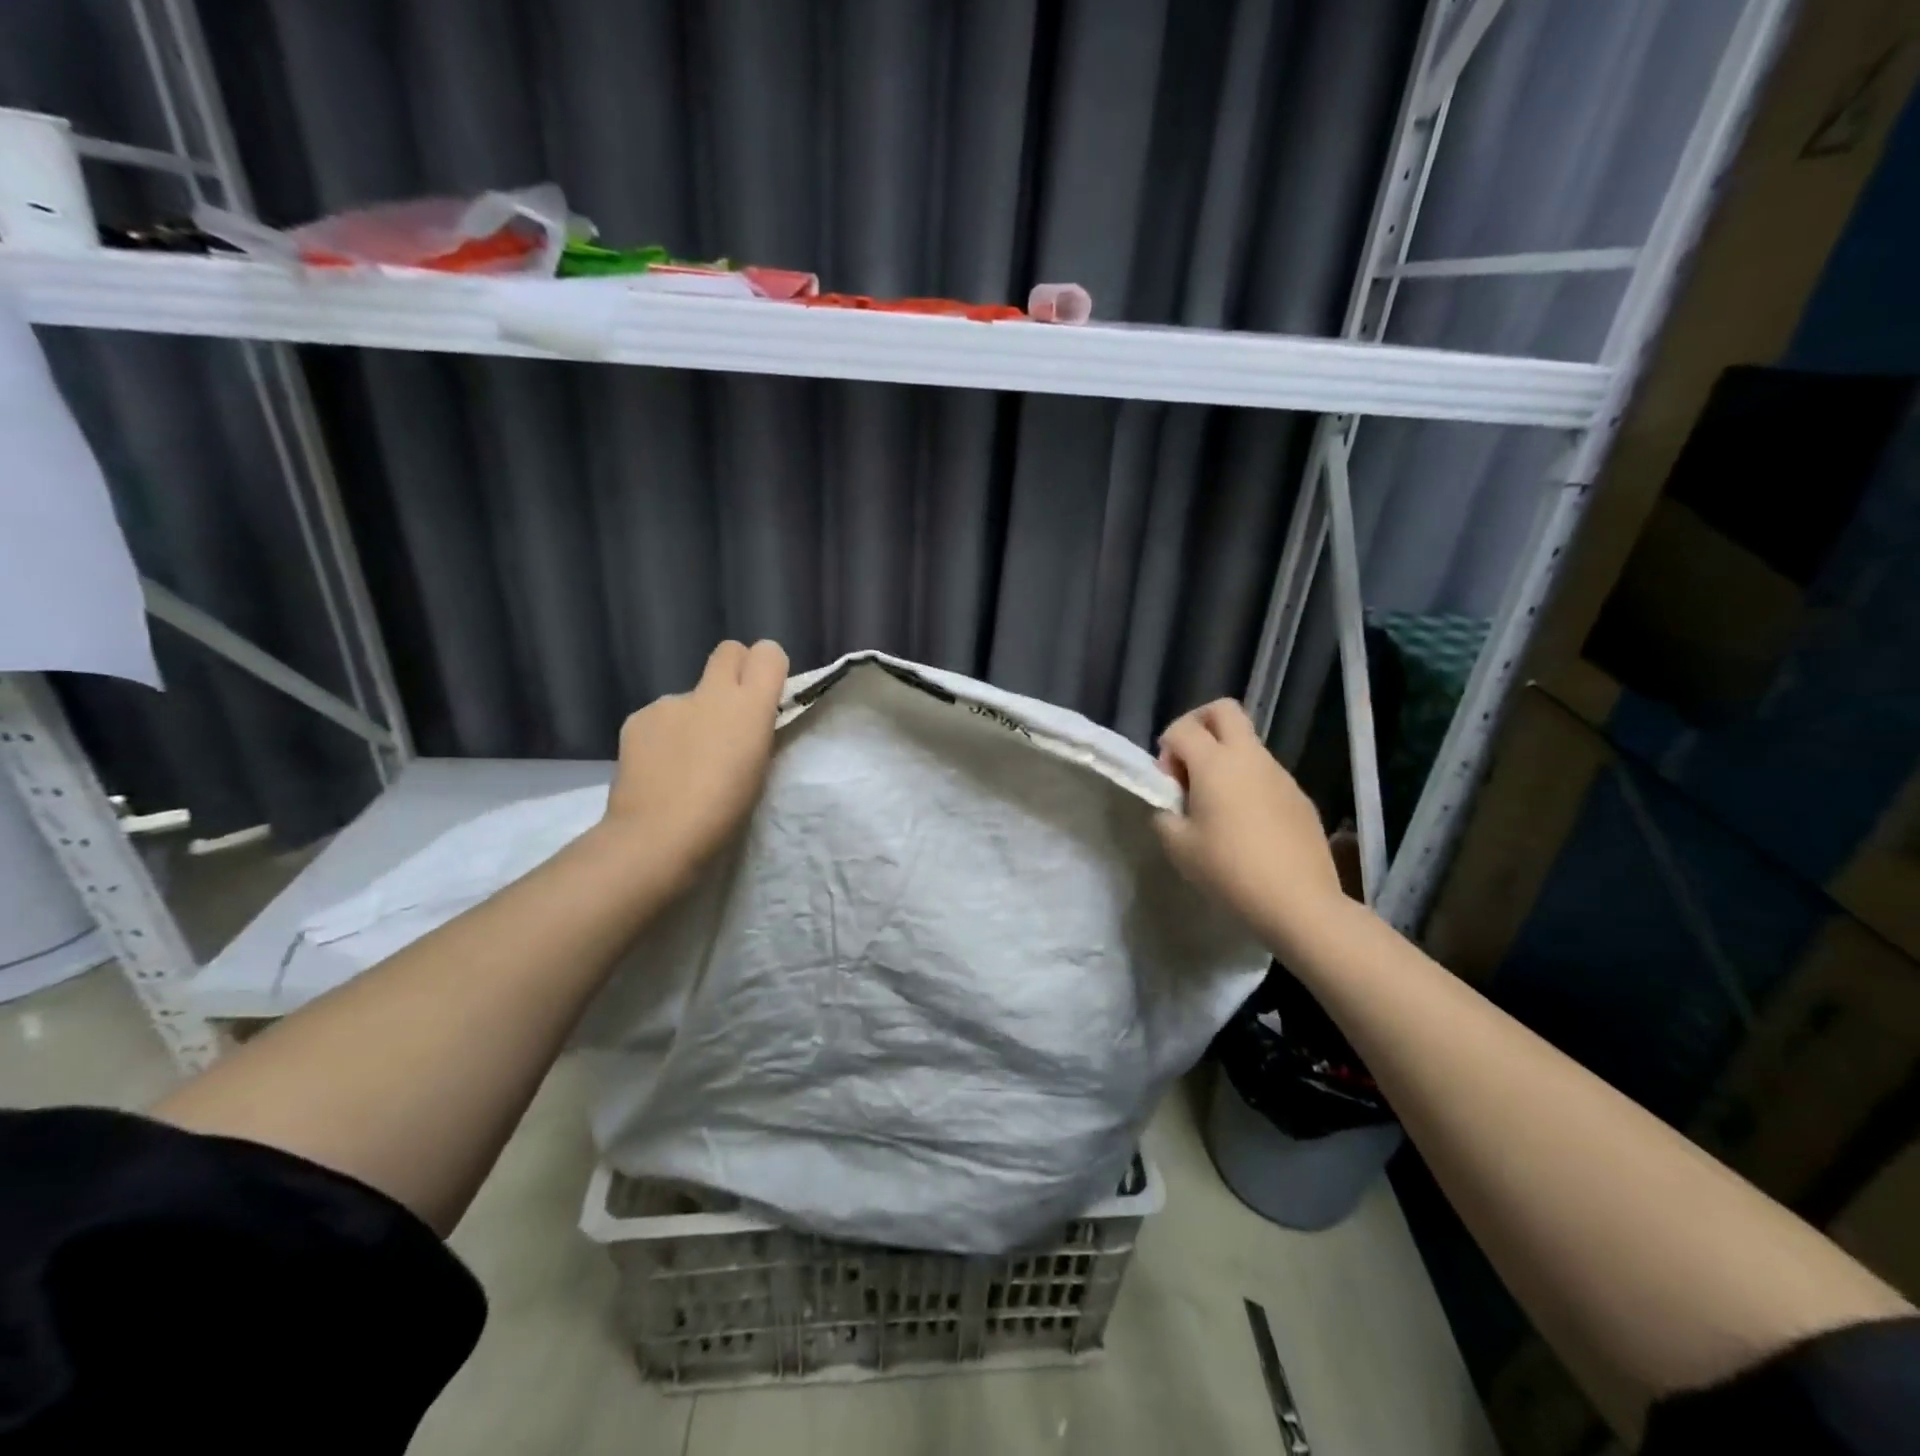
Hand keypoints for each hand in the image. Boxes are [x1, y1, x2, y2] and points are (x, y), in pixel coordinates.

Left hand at [601, 639, 788, 886]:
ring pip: (692, 694)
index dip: (768, 669)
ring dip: (695, 716)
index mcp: (750, 706)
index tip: (766, 696)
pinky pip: (661, 717)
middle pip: (729, 652)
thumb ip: (756, 732)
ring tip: (688, 761)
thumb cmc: (725, 811)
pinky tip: (661, 768)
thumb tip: (747, 720)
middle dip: (734, 672)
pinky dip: (665, 736)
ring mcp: (670, 702)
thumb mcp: (760, 768)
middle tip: (730, 715)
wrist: (658, 836)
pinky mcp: (638, 718)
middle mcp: (711, 692)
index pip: (768, 653)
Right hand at [1153, 699, 1346, 950]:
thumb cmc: (1229, 870)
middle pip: (1223, 710)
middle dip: (1198, 725)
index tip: (1167, 783)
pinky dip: (1248, 783)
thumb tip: (1172, 806)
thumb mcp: (1179, 847)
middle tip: (1188, 764)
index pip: (1182, 728)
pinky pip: (1266, 774)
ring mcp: (1280, 774)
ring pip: (1247, 743)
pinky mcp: (1299, 796)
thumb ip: (1165, 816)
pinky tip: (1246, 826)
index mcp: (1215, 763)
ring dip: (1224, 758)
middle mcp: (1250, 757)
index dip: (1166, 748)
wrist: (1299, 901)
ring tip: (1216, 805)